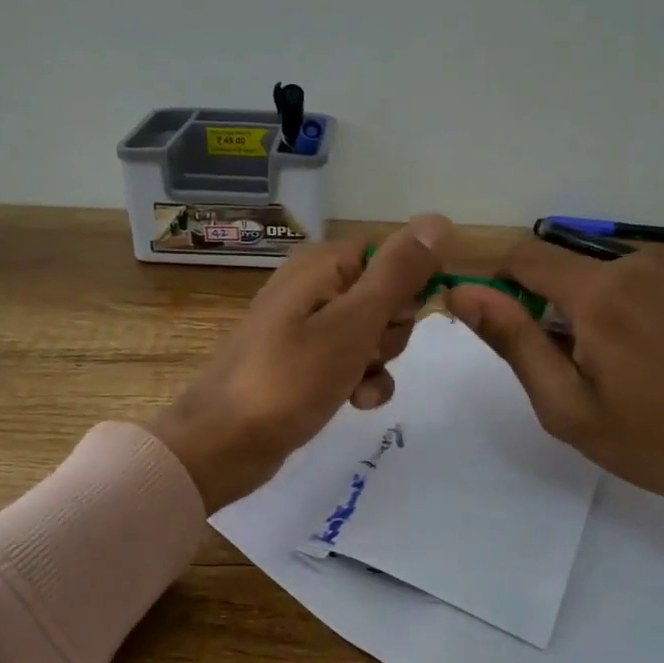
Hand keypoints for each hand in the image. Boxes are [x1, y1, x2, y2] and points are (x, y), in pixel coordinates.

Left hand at [148, 214, 450, 512]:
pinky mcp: (306, 361)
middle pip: (387, 298)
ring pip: (375, 334)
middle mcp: (315, 285)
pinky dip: (361, 381)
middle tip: (365, 354)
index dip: (406, 292)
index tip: (396, 322)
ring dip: (377, 362)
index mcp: (323, 263)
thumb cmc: (291, 377)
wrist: (224, 442)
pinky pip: (353, 361)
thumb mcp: (354, 322)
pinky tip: (355, 402)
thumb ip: (398, 273)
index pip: (393, 257)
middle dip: (389, 333)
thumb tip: (439, 220)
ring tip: (353, 384)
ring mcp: (308, 325)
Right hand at [445, 241, 663, 582]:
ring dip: (603, 308)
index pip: (525, 256)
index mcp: (598, 293)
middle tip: (586, 368)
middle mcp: (638, 263)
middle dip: (561, 307)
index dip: (507, 286)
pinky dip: (642, 307)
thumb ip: (512, 340)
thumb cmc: (655, 441)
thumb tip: (464, 291)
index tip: (520, 330)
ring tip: (634, 365)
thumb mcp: (567, 405)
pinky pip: (651, 280)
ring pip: (610, 275)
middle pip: (569, 268)